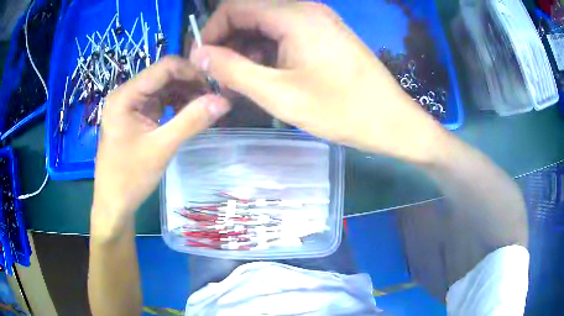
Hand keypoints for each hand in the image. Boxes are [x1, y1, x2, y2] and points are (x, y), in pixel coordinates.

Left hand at [92, 56, 230, 232]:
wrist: (114, 203)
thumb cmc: (130, 178)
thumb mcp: (162, 148)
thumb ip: (191, 121)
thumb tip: (224, 101)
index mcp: (125, 96)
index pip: (164, 68)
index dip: (191, 72)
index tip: (215, 86)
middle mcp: (126, 94)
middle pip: (164, 76)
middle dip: (190, 84)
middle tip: (213, 99)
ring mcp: (130, 104)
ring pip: (163, 88)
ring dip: (185, 94)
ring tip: (204, 107)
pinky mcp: (135, 115)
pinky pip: (159, 102)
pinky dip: (176, 105)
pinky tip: (189, 114)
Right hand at [191, 1, 444, 162]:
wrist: (391, 120)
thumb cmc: (340, 110)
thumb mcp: (278, 93)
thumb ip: (232, 70)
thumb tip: (199, 55)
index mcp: (293, 15)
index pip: (234, 7)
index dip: (210, 31)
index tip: (201, 61)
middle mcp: (305, 9)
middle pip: (250, 13)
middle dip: (227, 41)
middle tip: (219, 75)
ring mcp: (318, 20)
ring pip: (266, 24)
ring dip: (247, 48)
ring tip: (240, 80)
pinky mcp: (325, 34)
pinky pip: (285, 33)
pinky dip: (267, 50)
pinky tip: (266, 74)